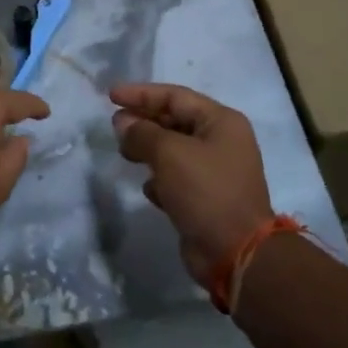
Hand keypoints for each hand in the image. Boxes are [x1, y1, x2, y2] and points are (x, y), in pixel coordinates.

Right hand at [110, 83, 273, 284]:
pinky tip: (148, 188)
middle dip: (143, 121)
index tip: (111, 96)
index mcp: (222, 122)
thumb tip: (123, 123)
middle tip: (115, 125)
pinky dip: (160, 179)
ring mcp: (215, 172)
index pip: (175, 96)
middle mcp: (221, 142)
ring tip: (124, 153)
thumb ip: (142, 133)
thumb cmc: (205, 191)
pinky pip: (177, 179)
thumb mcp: (169, 153)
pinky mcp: (206, 198)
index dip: (141, 94)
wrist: (235, 253)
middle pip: (175, 121)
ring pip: (173, 150)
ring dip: (148, 150)